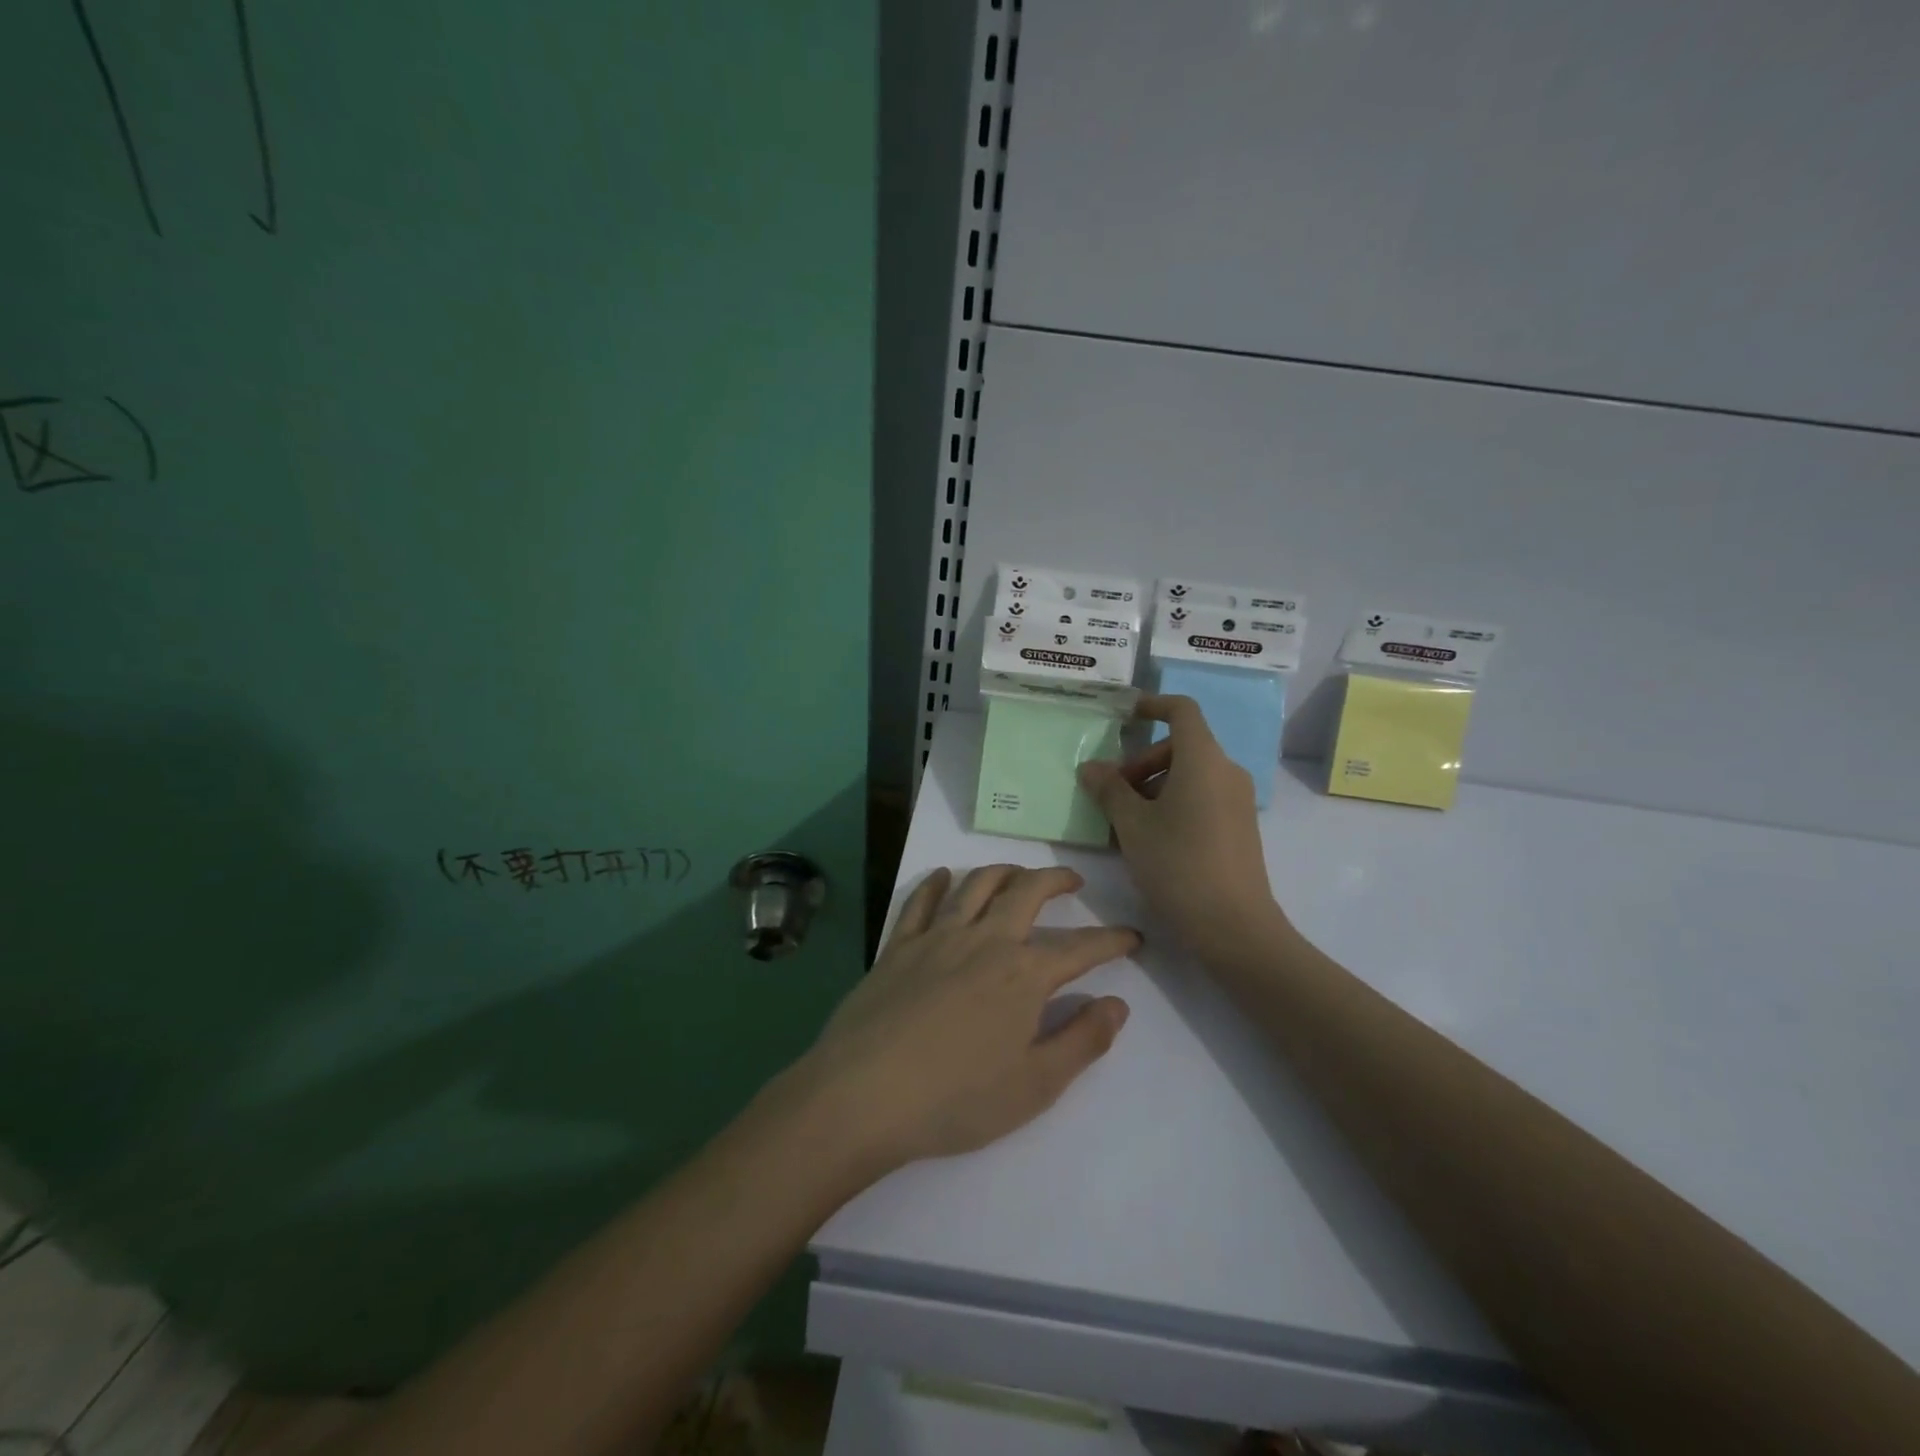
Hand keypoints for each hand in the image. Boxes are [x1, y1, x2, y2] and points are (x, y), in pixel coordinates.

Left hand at [792, 865, 1136, 1175]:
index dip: (1112, 940)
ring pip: (976, 884)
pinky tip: (943, 876)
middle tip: (1073, 880)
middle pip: (1027, 892)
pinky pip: (920, 901)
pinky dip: (936, 883)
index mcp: (1024, 975)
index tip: (1132, 936)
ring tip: (1018, 872)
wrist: (865, 1094)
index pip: (1081, 948)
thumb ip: (1082, 1041)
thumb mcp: (1035, 1085)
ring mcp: (937, 937)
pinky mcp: (898, 946)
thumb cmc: (956, 1099)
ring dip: (1003, 870)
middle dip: (1056, 879)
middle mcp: (985, 941)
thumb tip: (1118, 1004)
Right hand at [1078, 695, 1287, 959]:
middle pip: (1180, 746)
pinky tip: (1148, 839)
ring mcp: (1237, 800)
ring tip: (1124, 822)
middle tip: (1112, 793)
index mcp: (1203, 760)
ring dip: (1152, 786)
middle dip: (1141, 761)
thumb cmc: (1178, 864)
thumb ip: (1109, 789)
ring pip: (1189, 774)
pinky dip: (1172, 803)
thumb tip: (1091, 767)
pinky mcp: (1239, 826)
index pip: (1182, 711)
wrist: (1234, 926)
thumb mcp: (1132, 825)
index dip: (1153, 705)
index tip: (1125, 715)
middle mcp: (1226, 772)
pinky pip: (1201, 797)